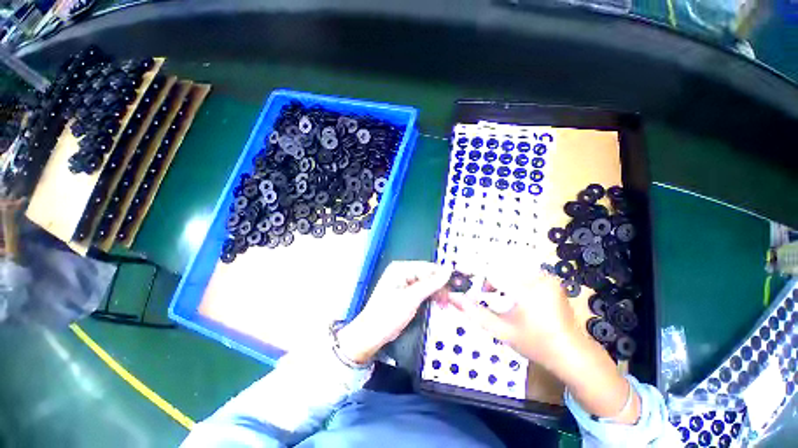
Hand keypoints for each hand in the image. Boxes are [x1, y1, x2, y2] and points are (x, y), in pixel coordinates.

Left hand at [337, 261, 452, 363]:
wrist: (371, 334)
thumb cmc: (389, 314)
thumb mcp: (412, 298)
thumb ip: (431, 283)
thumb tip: (449, 269)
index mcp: (401, 268)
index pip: (428, 267)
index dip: (444, 276)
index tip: (459, 285)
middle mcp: (403, 272)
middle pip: (428, 276)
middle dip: (441, 287)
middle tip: (455, 299)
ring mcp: (404, 283)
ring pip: (427, 285)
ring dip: (438, 294)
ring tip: (447, 304)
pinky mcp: (406, 294)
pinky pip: (422, 292)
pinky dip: (431, 298)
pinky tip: (439, 305)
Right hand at [452, 268, 640, 422]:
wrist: (572, 353)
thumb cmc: (535, 345)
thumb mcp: (502, 331)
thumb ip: (475, 312)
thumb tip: (453, 298)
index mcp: (527, 291)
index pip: (492, 271)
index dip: (473, 268)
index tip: (459, 268)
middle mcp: (538, 277)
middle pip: (500, 265)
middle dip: (485, 275)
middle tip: (478, 289)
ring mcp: (546, 276)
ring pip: (510, 266)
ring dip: (497, 275)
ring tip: (491, 291)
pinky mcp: (550, 278)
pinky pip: (522, 270)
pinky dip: (509, 277)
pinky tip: (508, 292)